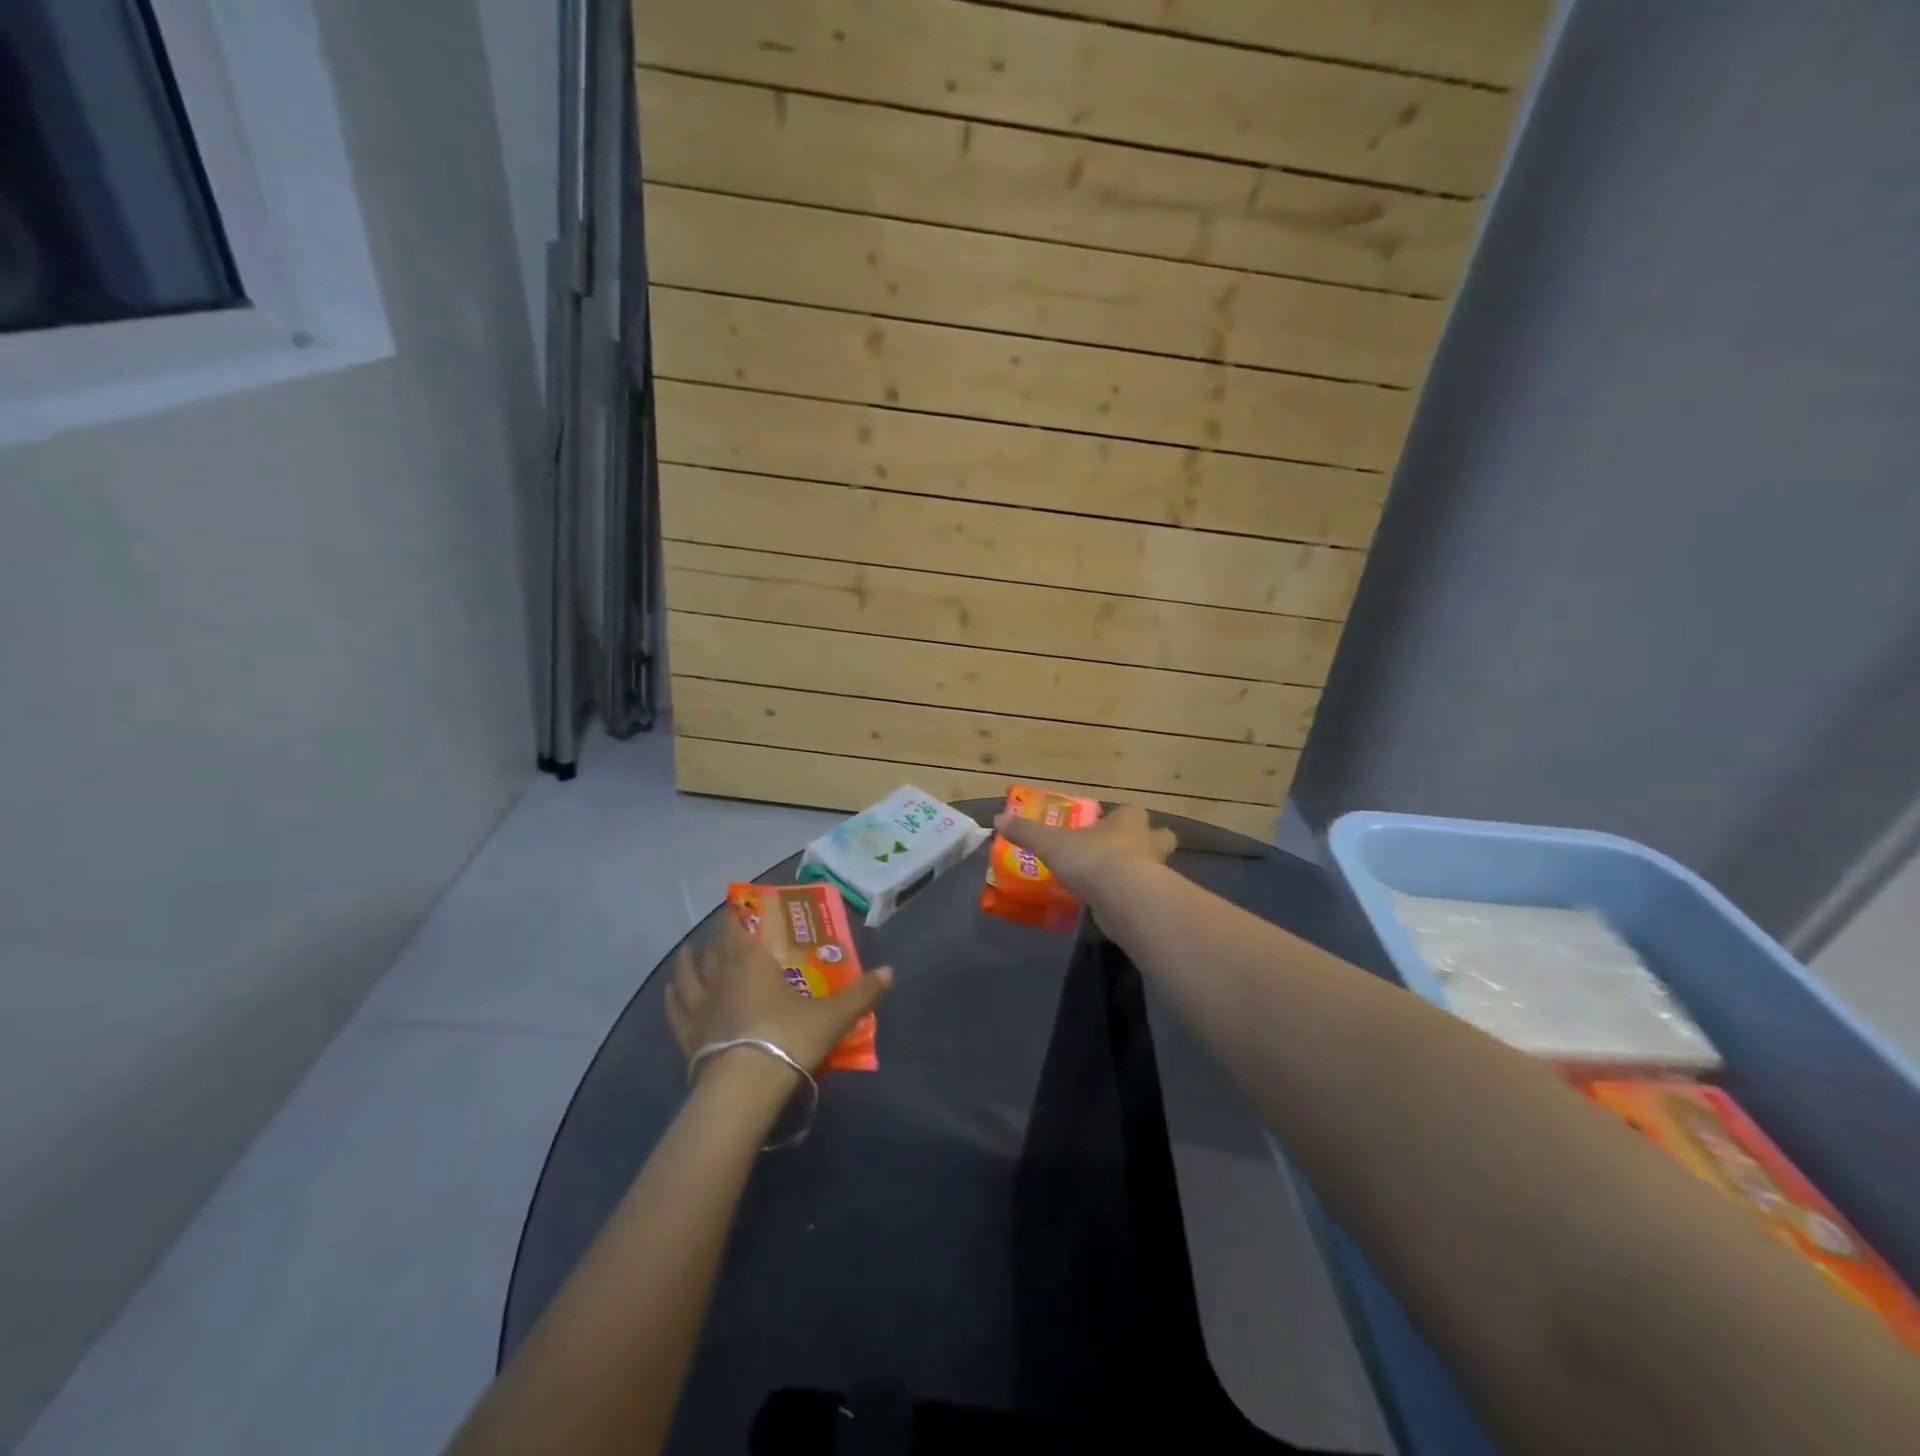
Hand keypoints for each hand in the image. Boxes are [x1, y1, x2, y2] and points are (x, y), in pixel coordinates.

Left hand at [666, 915, 892, 1077]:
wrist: (745, 1087)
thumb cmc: (788, 1037)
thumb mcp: (832, 1016)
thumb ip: (860, 993)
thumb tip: (890, 971)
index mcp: (752, 962)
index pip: (738, 928)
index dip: (738, 914)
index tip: (739, 903)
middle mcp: (721, 977)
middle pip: (713, 950)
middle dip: (718, 938)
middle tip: (724, 932)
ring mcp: (700, 1008)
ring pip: (688, 977)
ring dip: (688, 963)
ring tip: (688, 953)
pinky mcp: (688, 1038)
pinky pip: (676, 1012)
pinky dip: (672, 999)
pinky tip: (671, 993)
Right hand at [992, 802, 1176, 904]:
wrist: (1124, 897)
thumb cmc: (1092, 858)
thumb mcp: (1050, 843)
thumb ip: (1027, 832)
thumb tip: (998, 820)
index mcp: (1129, 821)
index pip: (1133, 812)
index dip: (1123, 819)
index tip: (1108, 827)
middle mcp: (1149, 843)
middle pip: (1159, 838)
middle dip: (1147, 844)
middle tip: (1124, 853)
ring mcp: (1158, 874)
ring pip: (1156, 869)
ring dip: (1140, 874)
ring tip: (1114, 885)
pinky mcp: (1155, 903)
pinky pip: (1145, 897)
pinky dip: (1132, 900)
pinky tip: (1113, 907)